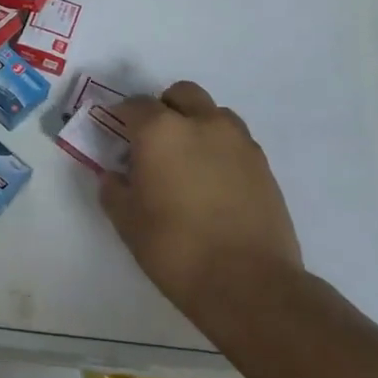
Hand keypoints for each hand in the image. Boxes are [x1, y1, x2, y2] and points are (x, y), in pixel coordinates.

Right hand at [99, 80, 304, 319]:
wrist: (249, 283)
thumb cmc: (175, 248)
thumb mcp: (127, 221)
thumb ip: (114, 190)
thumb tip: (114, 176)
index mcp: (161, 131)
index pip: (135, 105)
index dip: (120, 116)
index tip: (113, 133)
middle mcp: (202, 124)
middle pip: (181, 94)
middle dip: (164, 108)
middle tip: (151, 141)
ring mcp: (239, 142)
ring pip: (213, 114)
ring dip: (196, 124)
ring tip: (186, 161)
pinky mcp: (264, 165)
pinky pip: (235, 141)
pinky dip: (219, 149)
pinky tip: (211, 183)